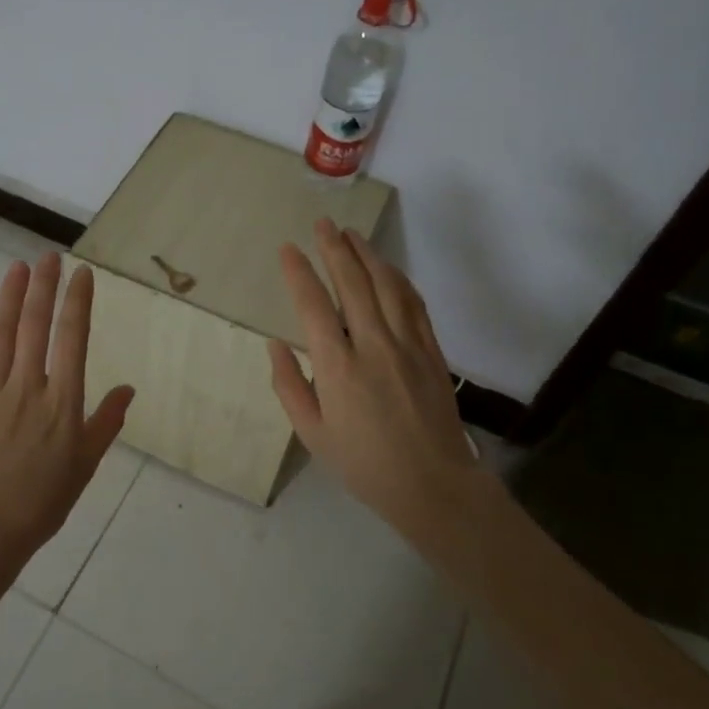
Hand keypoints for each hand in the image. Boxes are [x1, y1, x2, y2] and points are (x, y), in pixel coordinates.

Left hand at [0, 252, 133, 568]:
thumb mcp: (85, 467)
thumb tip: (129, 389)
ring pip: (1, 333)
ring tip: (18, 267)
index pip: (73, 339)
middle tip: (48, 256)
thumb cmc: (40, 503)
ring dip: (10, 296)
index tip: (81, 273)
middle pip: (36, 325)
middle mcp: (28, 388)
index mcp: (63, 403)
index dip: (77, 302)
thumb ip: (106, 424)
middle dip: (44, 286)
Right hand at [268, 220, 481, 536]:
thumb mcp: (312, 434)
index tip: (288, 248)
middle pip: (353, 284)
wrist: (432, 484)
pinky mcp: (431, 351)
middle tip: (322, 224)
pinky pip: (414, 304)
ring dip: (368, 255)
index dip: (299, 272)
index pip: (313, 306)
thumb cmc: (364, 464)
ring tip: (352, 235)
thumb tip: (276, 345)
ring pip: (387, 286)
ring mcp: (407, 345)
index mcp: (338, 368)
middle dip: (334, 249)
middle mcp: (373, 346)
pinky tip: (388, 268)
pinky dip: (398, 279)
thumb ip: (289, 386)